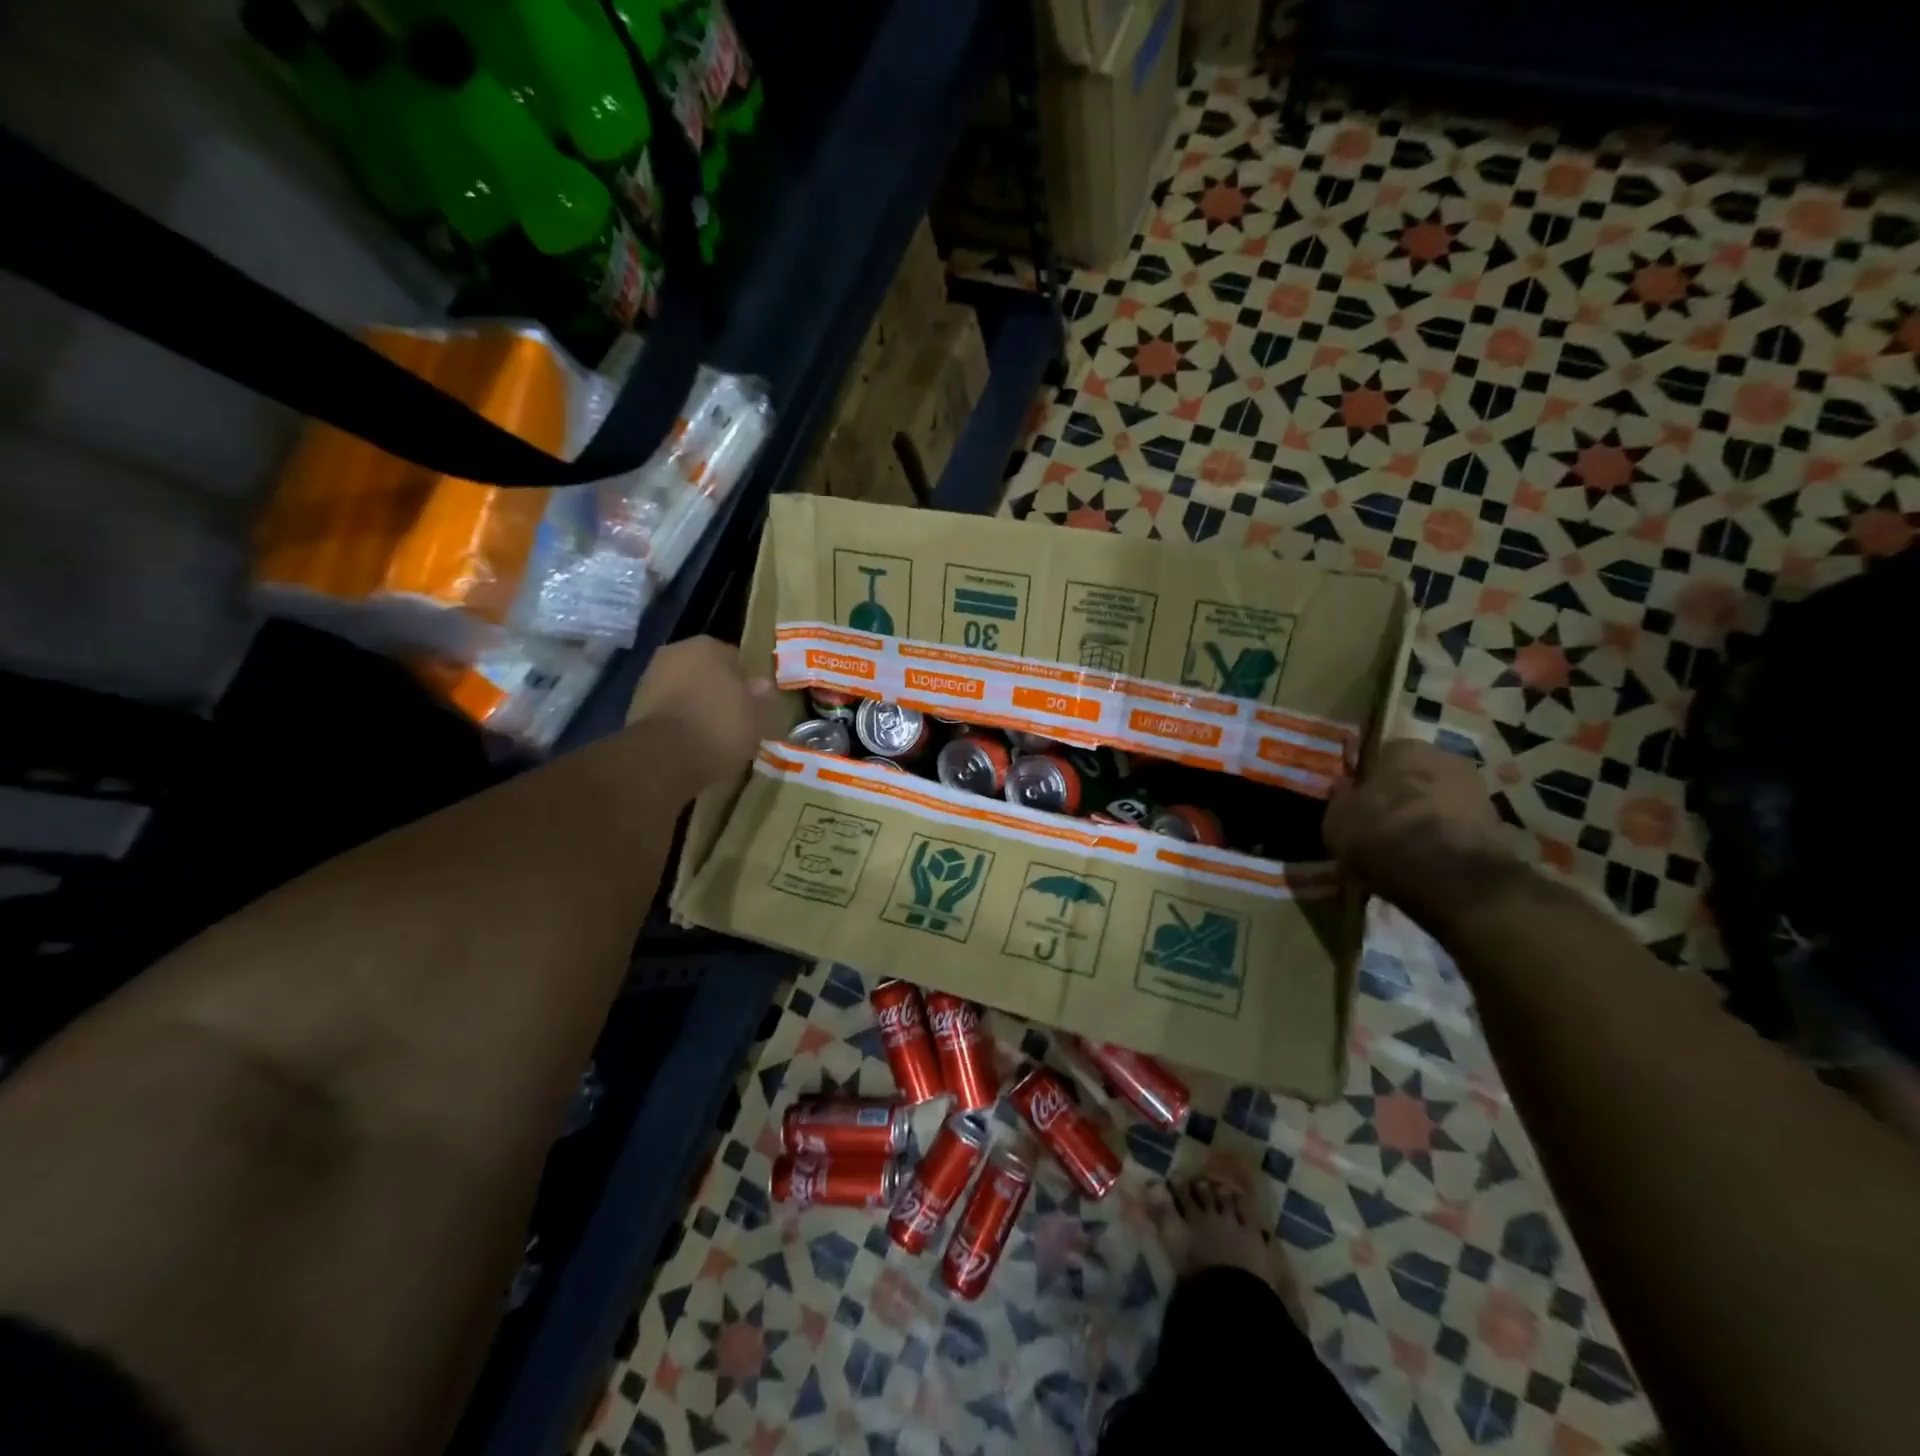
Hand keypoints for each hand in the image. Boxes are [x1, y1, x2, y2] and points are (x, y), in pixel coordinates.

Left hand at [626, 636, 773, 786]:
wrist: (667, 758)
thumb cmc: (721, 726)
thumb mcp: (757, 715)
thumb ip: (760, 697)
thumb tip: (760, 685)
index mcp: (708, 645)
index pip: (736, 658)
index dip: (747, 681)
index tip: (754, 702)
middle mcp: (675, 652)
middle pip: (705, 671)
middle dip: (718, 690)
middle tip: (735, 716)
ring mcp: (650, 678)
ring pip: (684, 689)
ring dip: (696, 704)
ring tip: (713, 732)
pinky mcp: (634, 706)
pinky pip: (668, 709)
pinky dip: (679, 720)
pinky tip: (692, 741)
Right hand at [1325, 739, 1519, 927]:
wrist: (1449, 874)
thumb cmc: (1382, 832)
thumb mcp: (1338, 819)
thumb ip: (1342, 801)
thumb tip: (1344, 791)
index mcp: (1404, 748)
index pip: (1381, 756)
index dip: (1369, 781)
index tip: (1360, 804)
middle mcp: (1446, 759)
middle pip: (1416, 778)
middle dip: (1402, 799)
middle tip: (1381, 826)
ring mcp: (1478, 792)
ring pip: (1439, 803)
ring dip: (1424, 821)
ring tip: (1403, 851)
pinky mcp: (1498, 827)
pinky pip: (1458, 830)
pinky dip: (1444, 843)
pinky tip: (1427, 864)